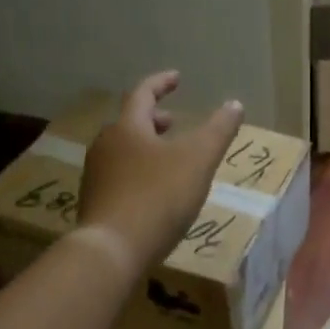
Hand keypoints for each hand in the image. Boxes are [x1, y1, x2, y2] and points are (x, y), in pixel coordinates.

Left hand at [79, 71, 243, 267]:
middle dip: (153, 120)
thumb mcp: (198, 160)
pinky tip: (153, 193)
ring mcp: (95, 176)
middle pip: (129, 124)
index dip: (161, 83)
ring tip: (167, 159)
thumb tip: (235, 104)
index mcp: (127, 128)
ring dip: (145, 148)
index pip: (143, 94)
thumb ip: (218, 131)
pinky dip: (138, 173)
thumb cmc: (158, 197)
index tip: (177, 78)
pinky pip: (119, 177)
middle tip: (173, 123)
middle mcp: (105, 146)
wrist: (112, 250)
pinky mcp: (94, 205)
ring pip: (122, 151)